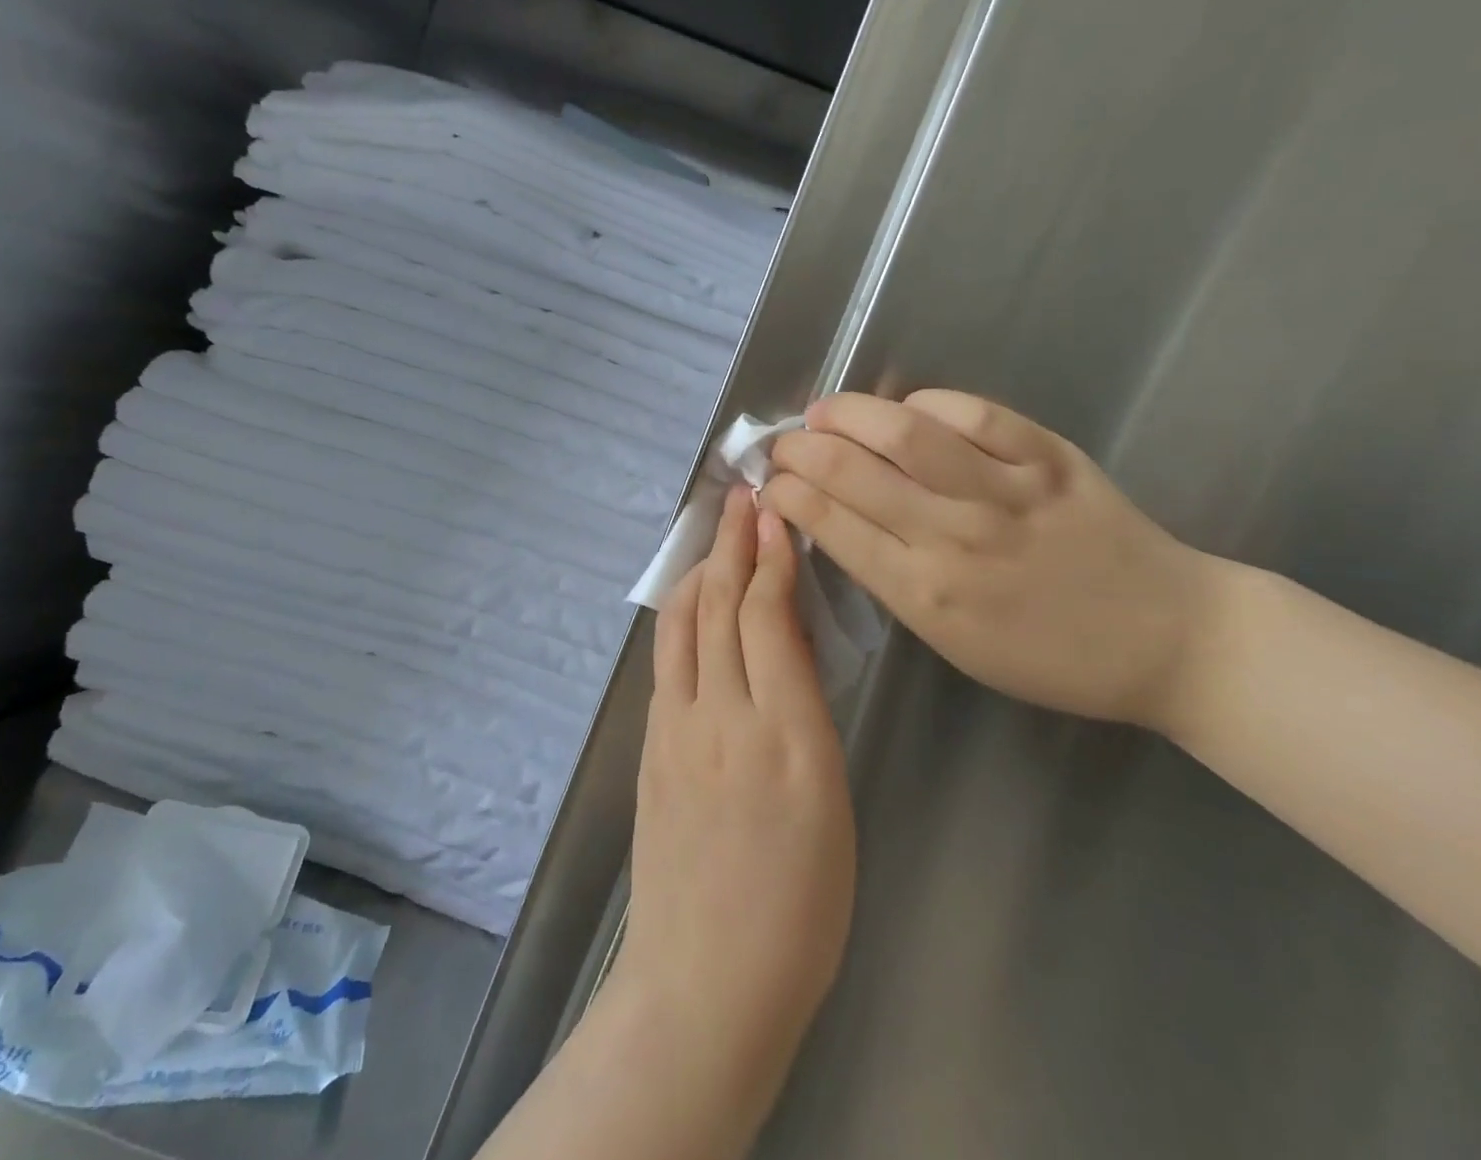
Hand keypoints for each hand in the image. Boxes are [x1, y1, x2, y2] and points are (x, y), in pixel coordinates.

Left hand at [615, 485, 855, 1077]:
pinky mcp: (649, 747)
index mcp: (787, 736)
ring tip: (717, 537)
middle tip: (743, 498)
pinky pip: (666, 660)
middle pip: (720, 607)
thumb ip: (806, 711)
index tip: (774, 513)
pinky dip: (681, 615)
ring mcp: (674, 730)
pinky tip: (693, 602)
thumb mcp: (831, 801)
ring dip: (700, 570)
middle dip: (732, 544)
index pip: (769, 618)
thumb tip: (788, 642)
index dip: (770, 558)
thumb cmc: (799, 907)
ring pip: (682, 624)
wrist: (706, 981)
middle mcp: (722, 718)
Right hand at [763, 390, 1221, 731]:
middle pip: (852, 471)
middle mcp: (954, 536)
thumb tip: (839, 518)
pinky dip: (927, 403)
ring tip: (825, 412)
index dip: (788, 491)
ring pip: (904, 431)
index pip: (830, 523)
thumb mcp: (953, 640)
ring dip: (848, 413)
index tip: (772, 481)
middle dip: (800, 448)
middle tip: (786, 443)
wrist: (1166, 639)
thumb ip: (894, 578)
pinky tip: (907, 409)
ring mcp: (1004, 491)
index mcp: (924, 593)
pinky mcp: (1048, 457)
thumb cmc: (1048, 656)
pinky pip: (974, 413)